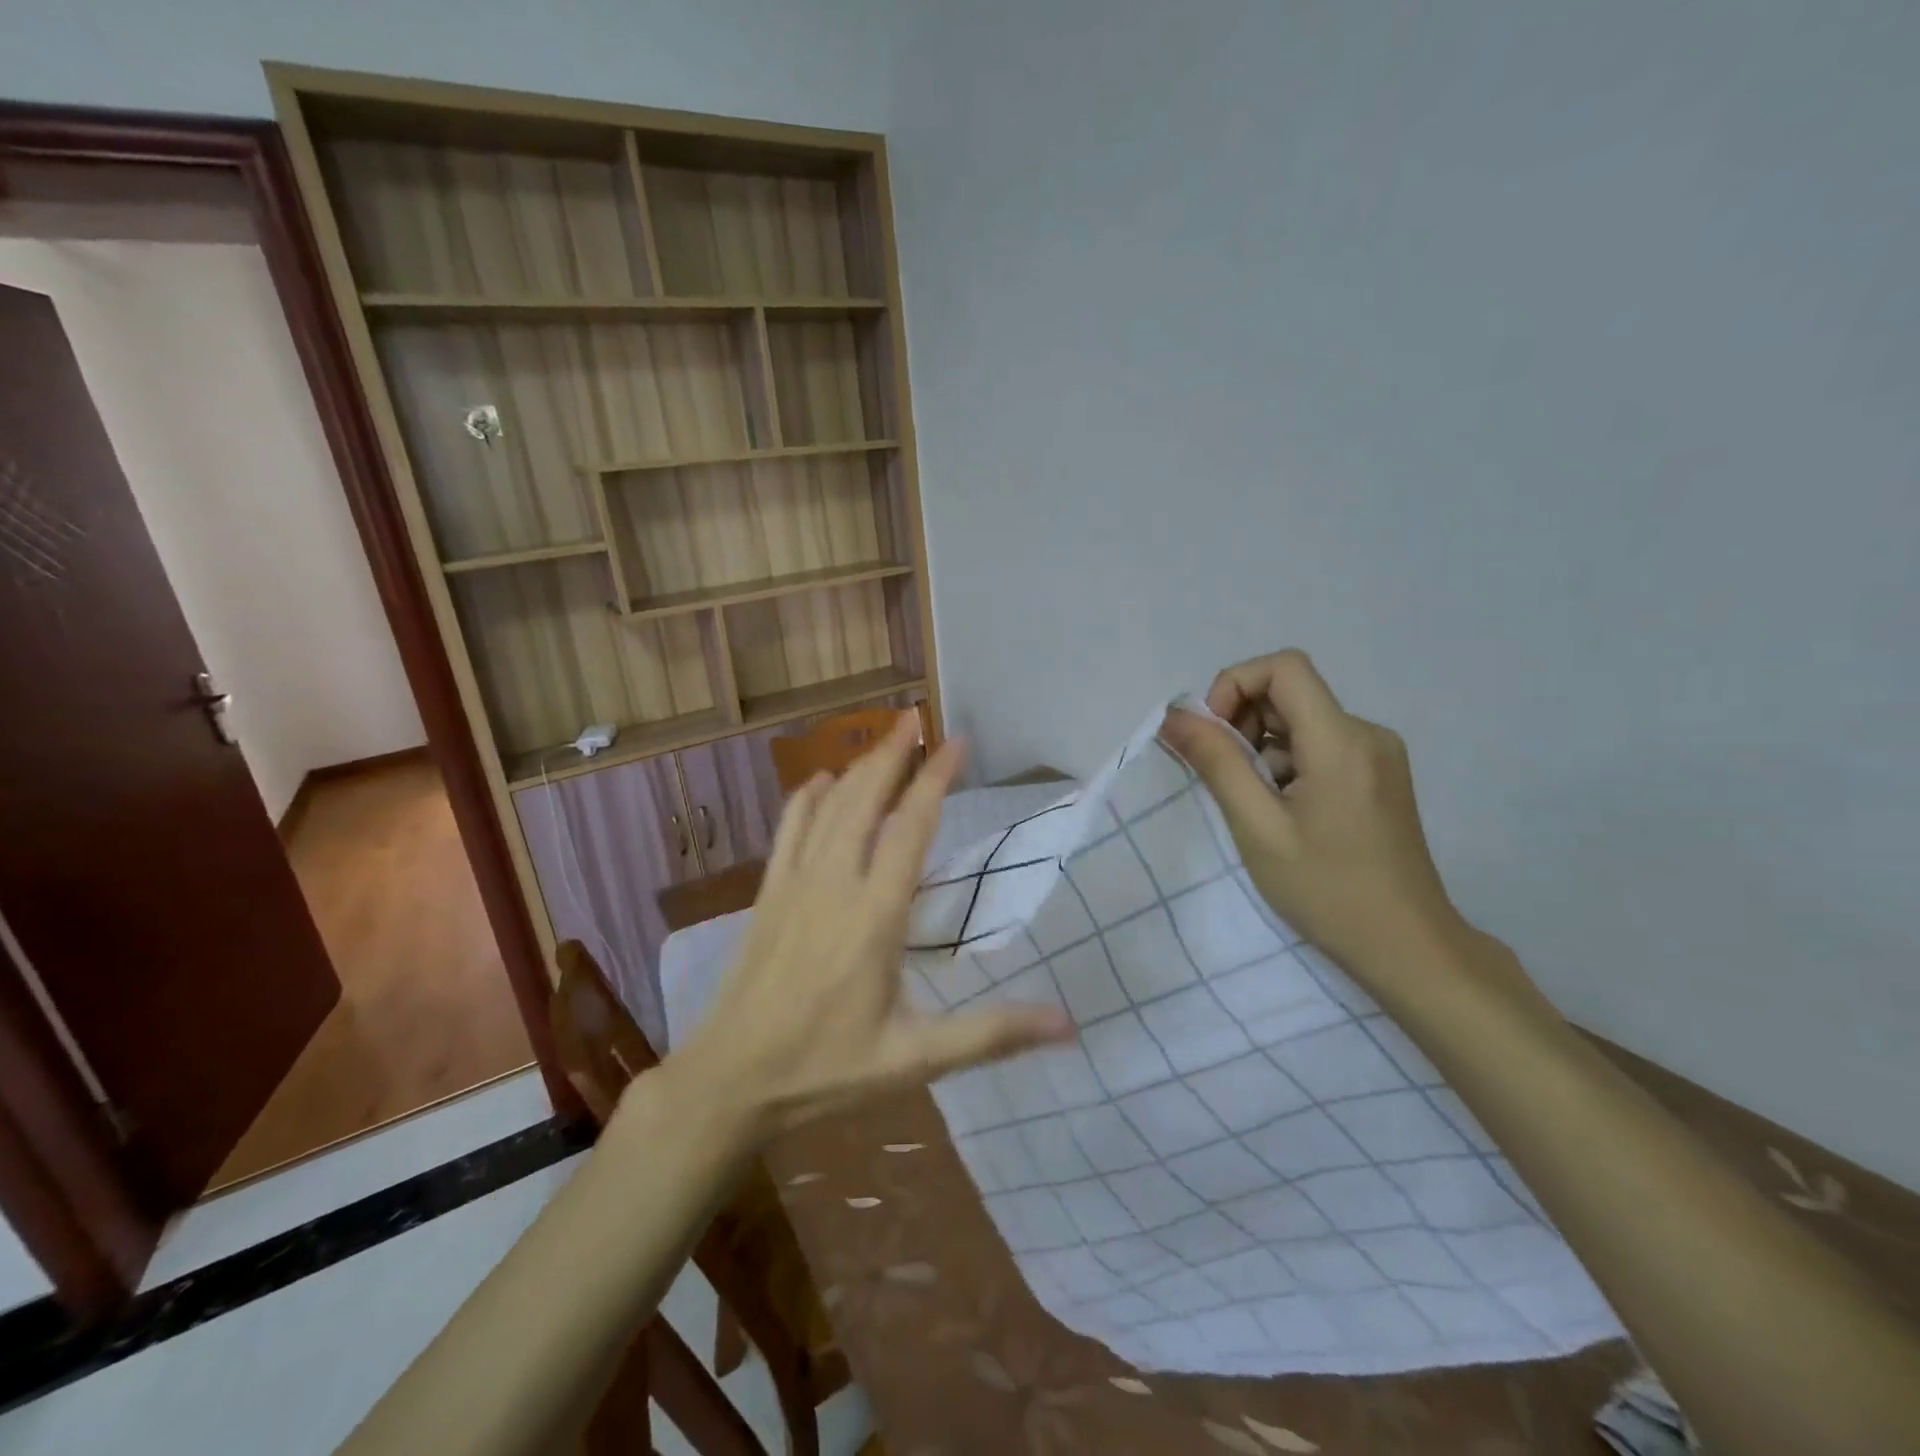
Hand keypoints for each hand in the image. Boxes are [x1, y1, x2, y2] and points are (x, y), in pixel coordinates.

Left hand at [677, 713, 1071, 1140]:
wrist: (730, 1080)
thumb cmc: (826, 1069)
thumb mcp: (916, 1059)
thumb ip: (992, 1034)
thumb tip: (1068, 1024)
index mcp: (875, 915)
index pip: (910, 826)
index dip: (935, 778)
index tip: (957, 742)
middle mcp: (834, 883)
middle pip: (864, 798)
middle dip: (892, 753)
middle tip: (915, 718)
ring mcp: (794, 883)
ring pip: (827, 806)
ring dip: (856, 767)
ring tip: (882, 740)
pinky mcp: (767, 894)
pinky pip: (788, 829)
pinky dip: (805, 798)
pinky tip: (817, 782)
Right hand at [1161, 650, 1475, 991]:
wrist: (1408, 947)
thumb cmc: (1327, 890)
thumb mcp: (1258, 827)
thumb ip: (1216, 762)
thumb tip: (1173, 715)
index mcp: (1342, 740)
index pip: (1283, 667)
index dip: (1234, 685)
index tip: (1213, 736)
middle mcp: (1367, 734)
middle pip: (1290, 693)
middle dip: (1242, 723)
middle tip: (1224, 779)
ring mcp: (1378, 756)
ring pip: (1301, 722)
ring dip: (1261, 749)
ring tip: (1254, 806)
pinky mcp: (1378, 777)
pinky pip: (1319, 747)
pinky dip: (1285, 765)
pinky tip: (1282, 814)